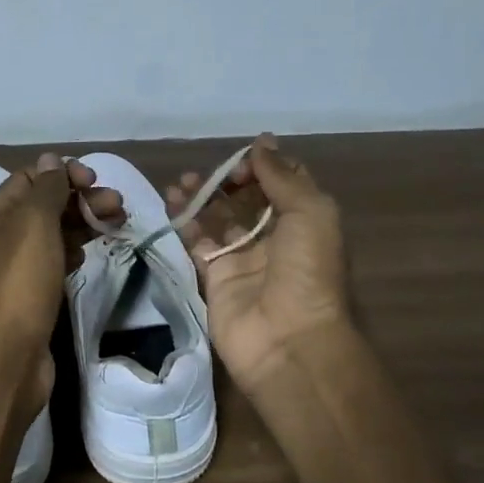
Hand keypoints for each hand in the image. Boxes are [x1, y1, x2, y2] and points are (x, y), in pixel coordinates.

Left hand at [0, 155, 121, 420]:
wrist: (7, 357)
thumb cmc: (20, 284)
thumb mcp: (34, 225)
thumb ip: (46, 189)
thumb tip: (52, 159)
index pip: (29, 178)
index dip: (63, 174)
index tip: (95, 180)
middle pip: (43, 205)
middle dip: (81, 199)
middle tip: (119, 206)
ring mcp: (13, 268)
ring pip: (52, 233)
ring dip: (83, 223)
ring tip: (118, 224)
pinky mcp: (29, 294)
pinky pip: (53, 261)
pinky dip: (73, 251)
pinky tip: (89, 254)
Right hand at [166, 135, 352, 400]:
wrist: (288, 341)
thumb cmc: (308, 272)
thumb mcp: (311, 213)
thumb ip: (282, 176)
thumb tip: (262, 141)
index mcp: (305, 222)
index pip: (282, 183)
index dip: (263, 166)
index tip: (242, 161)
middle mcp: (275, 238)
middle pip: (247, 199)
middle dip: (228, 180)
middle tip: (208, 173)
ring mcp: (243, 258)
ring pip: (218, 218)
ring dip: (202, 196)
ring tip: (183, 181)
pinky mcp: (215, 277)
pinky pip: (197, 242)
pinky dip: (185, 221)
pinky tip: (173, 202)